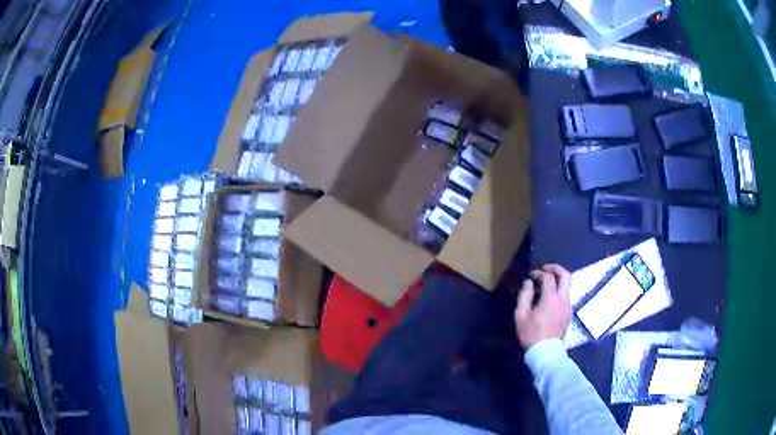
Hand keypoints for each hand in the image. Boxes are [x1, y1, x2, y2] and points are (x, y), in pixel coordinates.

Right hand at [514, 264, 571, 348]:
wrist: (545, 351)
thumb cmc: (531, 333)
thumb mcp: (521, 315)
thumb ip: (524, 296)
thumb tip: (528, 283)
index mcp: (551, 297)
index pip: (548, 277)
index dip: (539, 273)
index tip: (531, 275)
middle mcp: (563, 298)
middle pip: (565, 275)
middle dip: (556, 268)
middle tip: (546, 269)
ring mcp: (568, 306)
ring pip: (566, 286)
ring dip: (557, 281)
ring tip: (544, 287)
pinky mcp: (568, 313)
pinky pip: (565, 296)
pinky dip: (558, 292)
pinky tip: (548, 300)